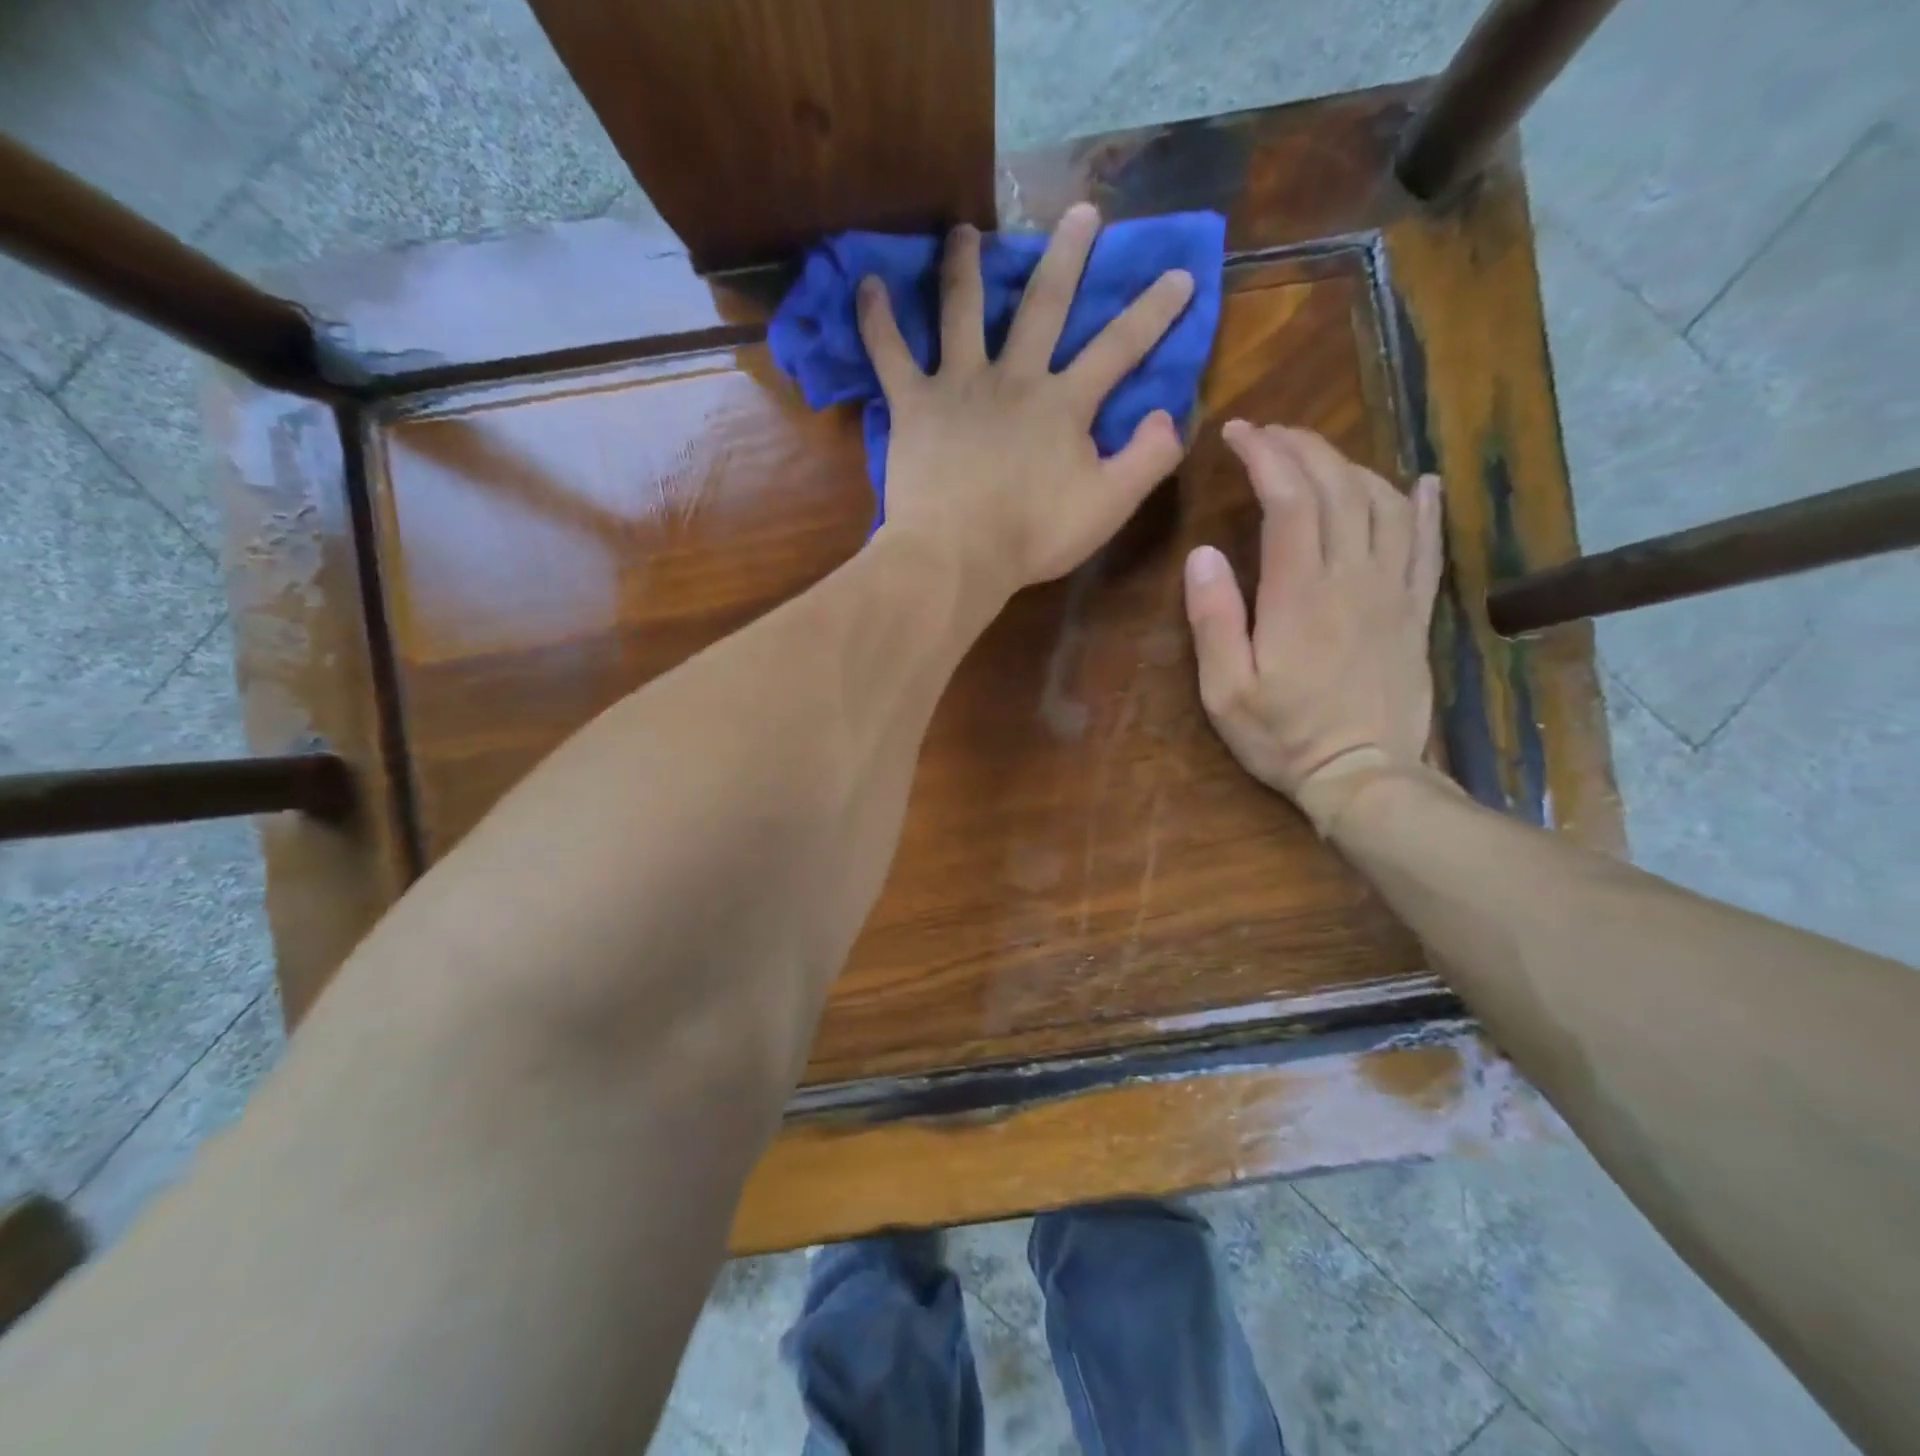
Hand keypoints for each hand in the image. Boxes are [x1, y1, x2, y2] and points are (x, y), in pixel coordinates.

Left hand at [858, 203, 1195, 599]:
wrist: (956, 557)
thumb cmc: (1032, 536)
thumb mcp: (1108, 506)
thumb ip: (1148, 459)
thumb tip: (1169, 414)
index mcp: (1063, 404)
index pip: (1119, 347)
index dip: (1154, 311)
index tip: (1181, 273)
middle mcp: (1013, 378)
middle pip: (1044, 304)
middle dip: (1068, 255)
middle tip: (1081, 211)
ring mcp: (958, 385)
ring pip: (961, 310)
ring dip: (964, 266)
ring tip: (963, 231)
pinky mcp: (913, 405)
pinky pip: (888, 353)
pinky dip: (876, 319)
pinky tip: (867, 283)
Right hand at [1183, 422, 1443, 832]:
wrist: (1364, 775)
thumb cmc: (1283, 736)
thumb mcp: (1225, 690)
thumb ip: (1214, 620)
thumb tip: (1202, 555)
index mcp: (1300, 595)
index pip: (1289, 501)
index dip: (1265, 457)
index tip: (1239, 433)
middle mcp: (1353, 579)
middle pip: (1337, 488)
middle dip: (1302, 448)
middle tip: (1269, 434)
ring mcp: (1393, 592)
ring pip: (1383, 504)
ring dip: (1349, 466)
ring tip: (1316, 455)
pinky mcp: (1416, 611)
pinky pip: (1428, 544)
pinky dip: (1423, 506)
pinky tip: (1418, 482)